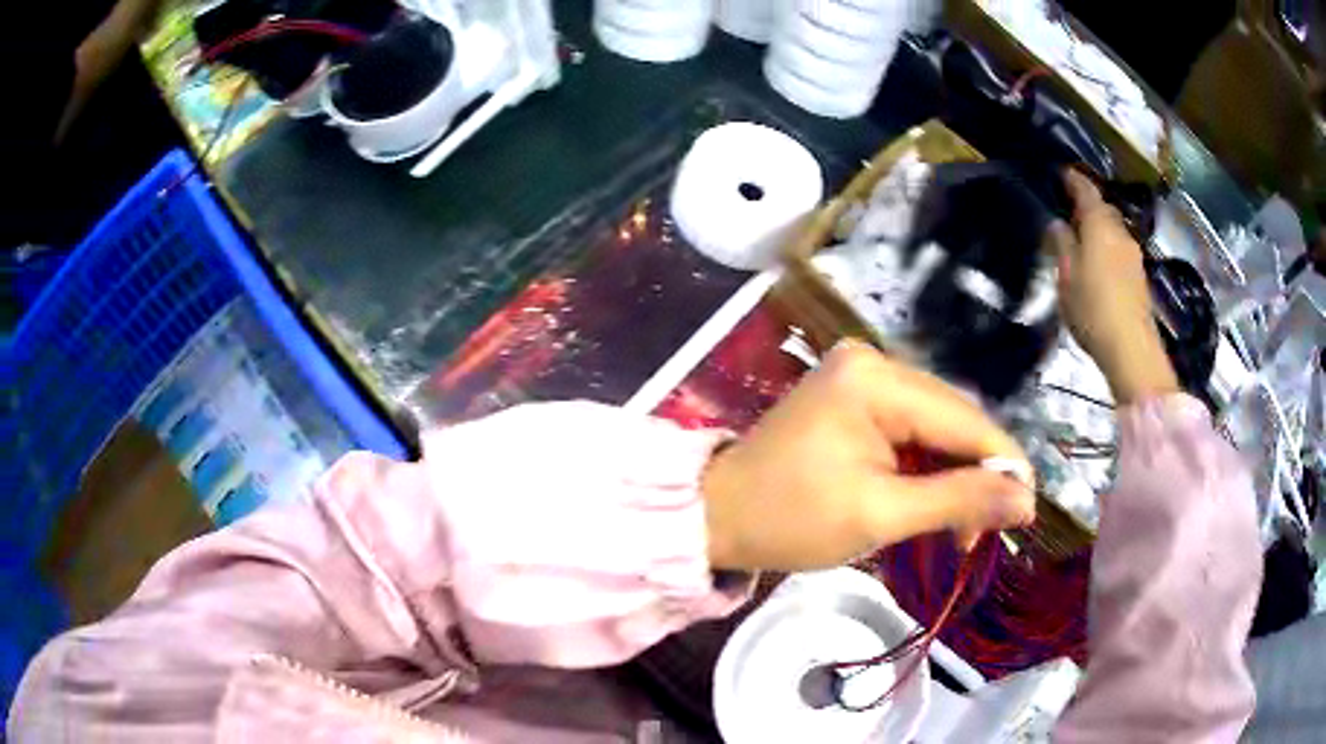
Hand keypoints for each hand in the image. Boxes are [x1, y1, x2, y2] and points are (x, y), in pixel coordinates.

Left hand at [701, 343, 1034, 571]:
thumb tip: (1026, 500)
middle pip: (952, 419)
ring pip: (935, 427)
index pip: (964, 418)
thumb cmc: (790, 519)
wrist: (717, 515)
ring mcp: (860, 377)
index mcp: (876, 379)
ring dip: (953, 475)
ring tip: (962, 527)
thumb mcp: (880, 515)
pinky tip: (933, 500)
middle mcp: (872, 362)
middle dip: (977, 474)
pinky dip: (926, 468)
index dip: (1003, 464)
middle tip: (989, 530)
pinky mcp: (853, 397)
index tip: (1027, 511)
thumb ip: (959, 501)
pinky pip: (910, 430)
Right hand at [1050, 170, 1178, 404]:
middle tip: (1068, 212)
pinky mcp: (1139, 279)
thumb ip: (1061, 243)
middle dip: (1087, 206)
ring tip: (1082, 241)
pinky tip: (1099, 266)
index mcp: (1099, 223)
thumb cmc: (1093, 307)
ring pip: (1112, 231)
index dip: (1072, 179)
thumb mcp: (1066, 275)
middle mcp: (1119, 232)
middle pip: (1102, 209)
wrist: (1131, 349)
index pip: (1085, 189)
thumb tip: (1058, 223)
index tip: (1060, 173)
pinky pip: (1119, 252)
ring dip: (1098, 231)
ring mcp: (1133, 256)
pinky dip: (1108, 250)